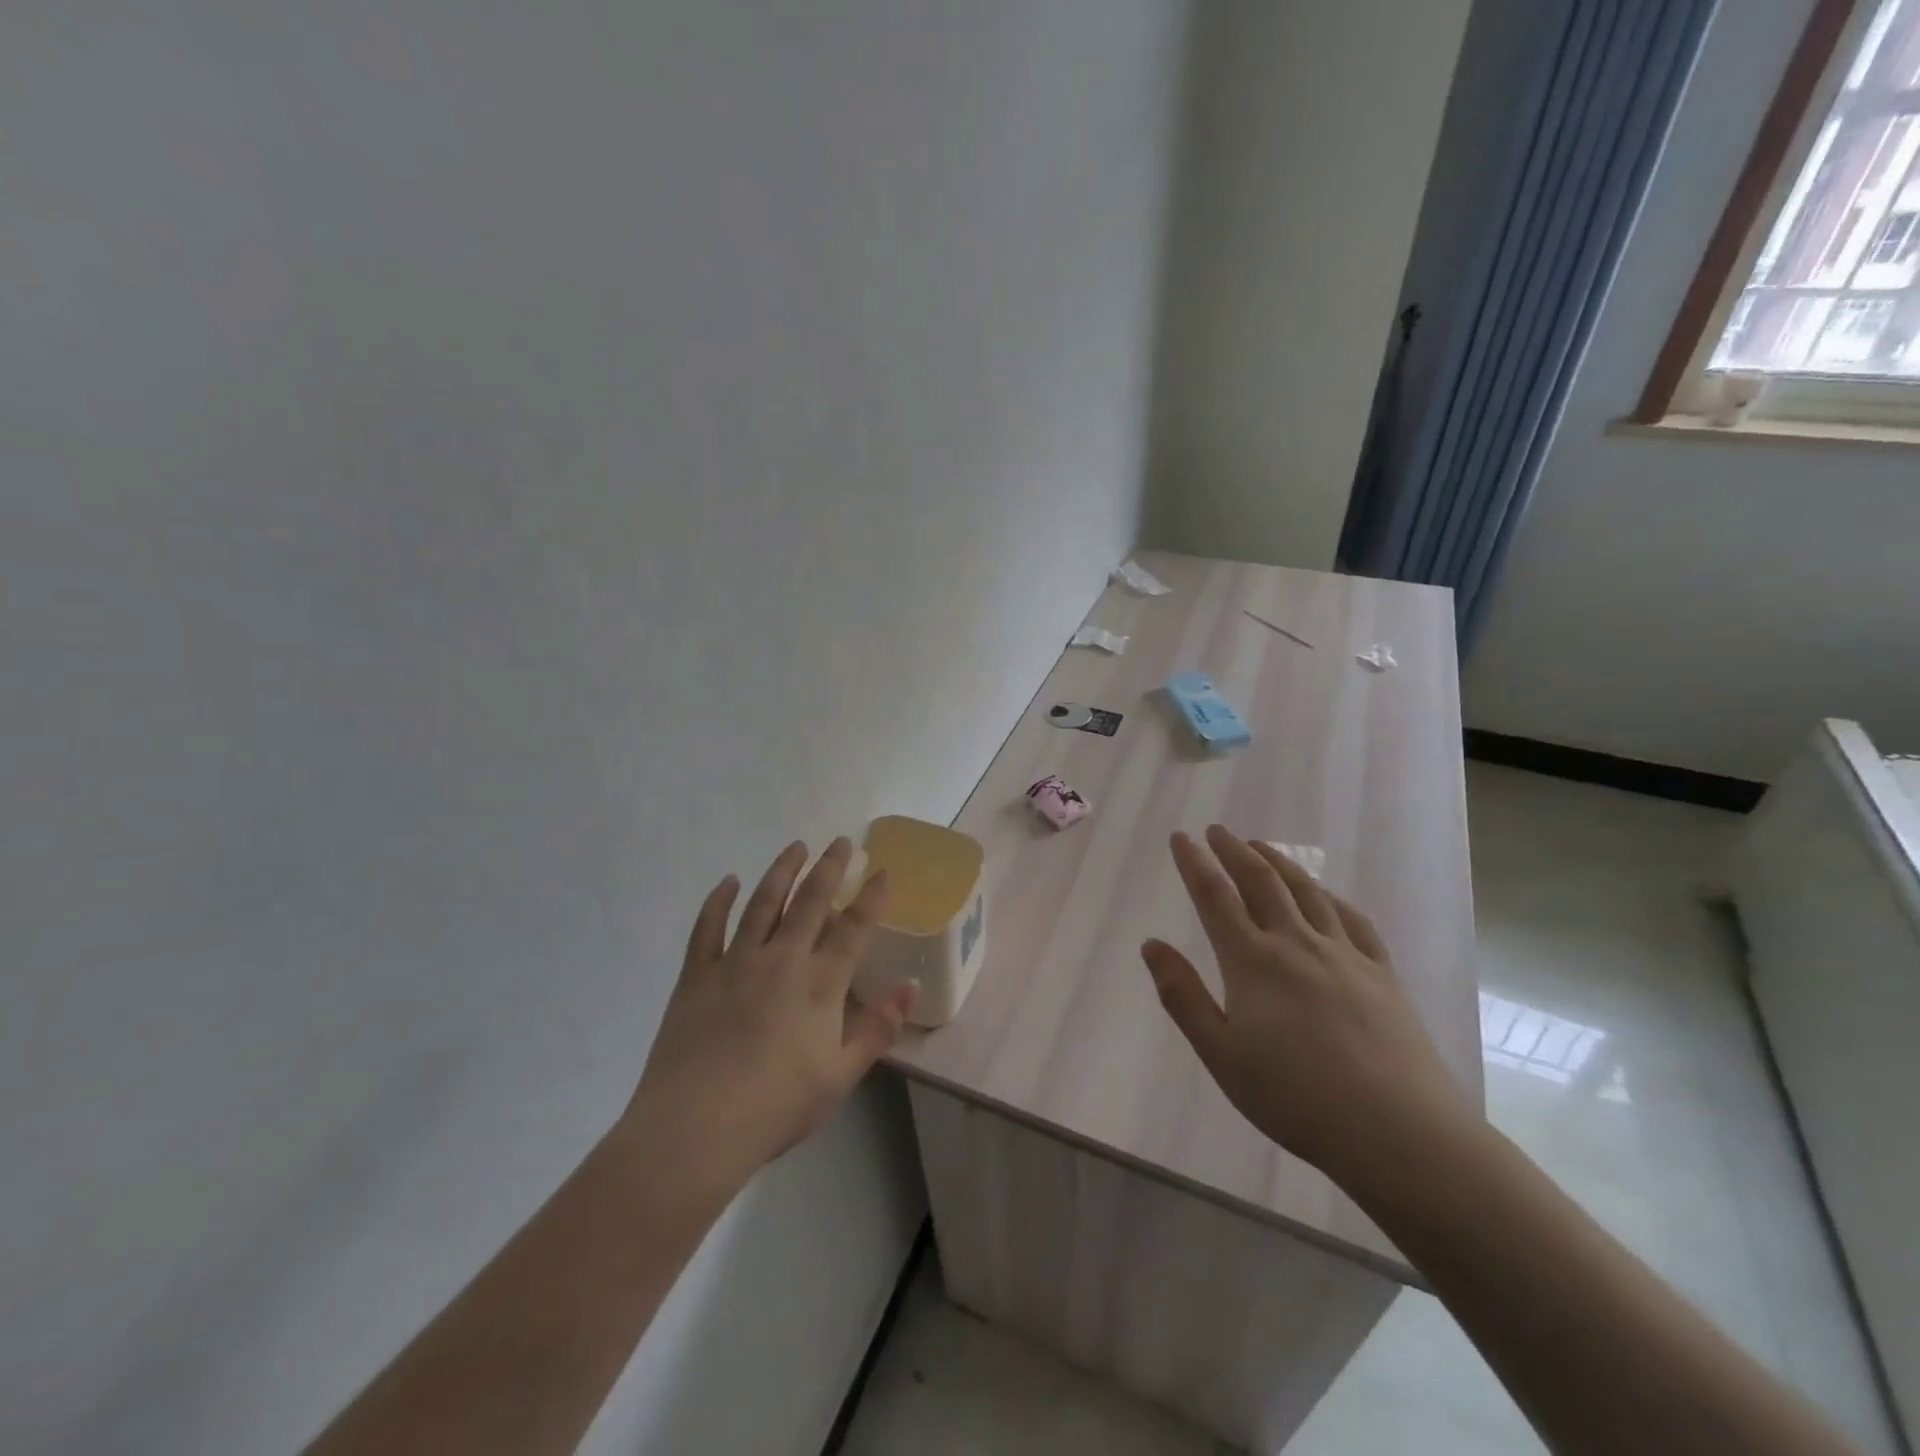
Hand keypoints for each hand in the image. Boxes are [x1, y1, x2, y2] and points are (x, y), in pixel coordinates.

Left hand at [621, 839, 914, 1189]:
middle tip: (840, 842)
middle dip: (829, 868)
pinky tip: (728, 881)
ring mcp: (735, 962)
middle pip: (810, 901)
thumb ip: (877, 1029)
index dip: (870, 897)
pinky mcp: (697, 976)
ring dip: (782, 871)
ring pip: (763, 903)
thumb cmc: (776, 1106)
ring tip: (796, 846)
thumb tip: (909, 988)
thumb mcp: (841, 1076)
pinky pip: (708, 927)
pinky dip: (719, 901)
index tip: (881, 870)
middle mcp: (781, 959)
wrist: (695, 1128)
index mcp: (819, 983)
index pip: (853, 927)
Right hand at [1142, 826, 1471, 1192]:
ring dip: (1278, 863)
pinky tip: (1324, 895)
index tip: (1181, 837)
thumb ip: (1183, 996)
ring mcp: (1345, 955)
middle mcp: (1296, 943)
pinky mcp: (1382, 973)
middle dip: (1234, 851)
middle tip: (1217, 831)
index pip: (1215, 897)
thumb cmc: (1295, 1098)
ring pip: (1306, 892)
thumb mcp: (1221, 1055)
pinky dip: (1330, 897)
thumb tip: (1151, 945)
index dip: (1194, 863)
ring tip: (1260, 846)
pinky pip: (1352, 920)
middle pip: (1261, 882)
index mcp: (1252, 962)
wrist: (1398, 1132)